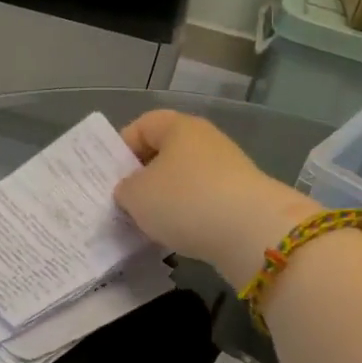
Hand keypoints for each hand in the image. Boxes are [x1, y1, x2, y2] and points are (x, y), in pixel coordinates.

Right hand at [116, 110, 318, 285]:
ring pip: (184, 181)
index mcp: (179, 127)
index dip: (121, 148)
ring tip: (148, 226)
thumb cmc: (185, 201)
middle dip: (143, 178)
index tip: (109, 178)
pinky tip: (178, 237)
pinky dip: (188, 217)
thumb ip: (124, 189)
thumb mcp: (136, 196)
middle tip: (124, 204)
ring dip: (165, 201)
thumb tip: (131, 191)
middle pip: (165, 154)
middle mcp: (206, 141)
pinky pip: (203, 203)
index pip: (142, 125)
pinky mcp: (241, 199)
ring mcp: (228, 170)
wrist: (252, 233)